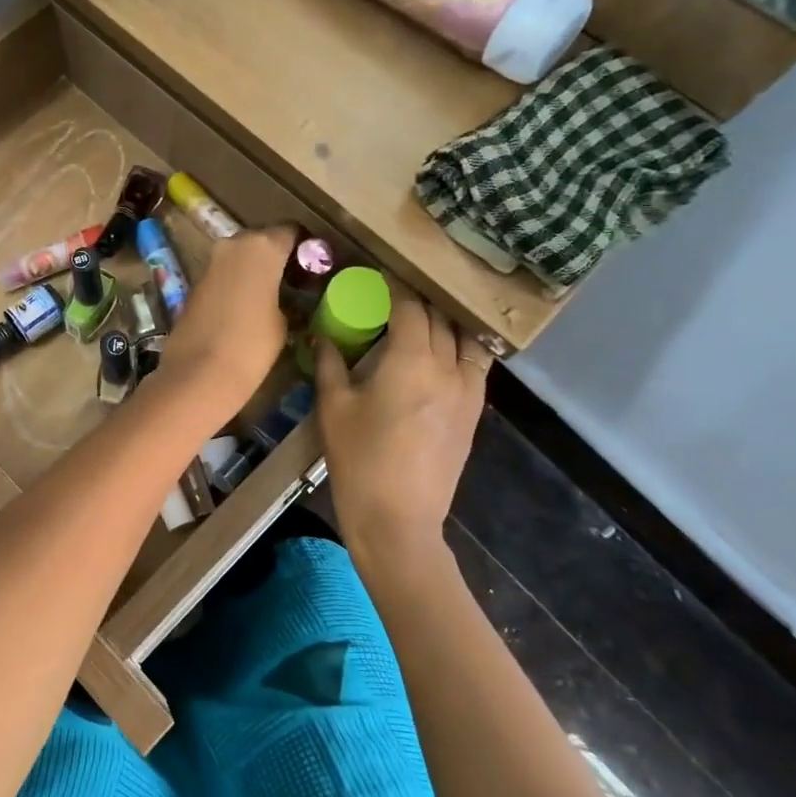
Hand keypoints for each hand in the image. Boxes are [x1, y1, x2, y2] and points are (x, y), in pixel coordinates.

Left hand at [157, 225, 293, 420]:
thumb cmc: (252, 346)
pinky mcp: (195, 282)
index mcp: (262, 246)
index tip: (314, 269)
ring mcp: (210, 262)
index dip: (305, 248)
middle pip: (263, 241)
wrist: (198, 374)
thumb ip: (289, 299)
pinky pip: (225, 274)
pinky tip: (249, 307)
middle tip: (295, 284)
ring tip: (275, 298)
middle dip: (278, 258)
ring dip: (256, 271)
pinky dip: (238, 283)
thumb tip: (288, 299)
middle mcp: (233, 243)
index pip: (291, 232)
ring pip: (241, 257)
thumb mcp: (285, 323)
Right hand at [314, 282, 488, 562]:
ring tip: (420, 325)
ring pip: (465, 341)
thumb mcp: (333, 407)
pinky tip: (437, 358)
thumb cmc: (358, 459)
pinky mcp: (473, 414)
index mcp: (411, 360)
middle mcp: (448, 368)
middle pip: (440, 320)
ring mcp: (467, 392)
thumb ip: (329, 363)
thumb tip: (321, 333)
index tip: (376, 278)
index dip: (394, 288)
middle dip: (417, 303)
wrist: (397, 518)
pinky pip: (474, 367)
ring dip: (444, 325)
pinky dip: (458, 351)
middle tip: (391, 300)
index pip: (410, 307)